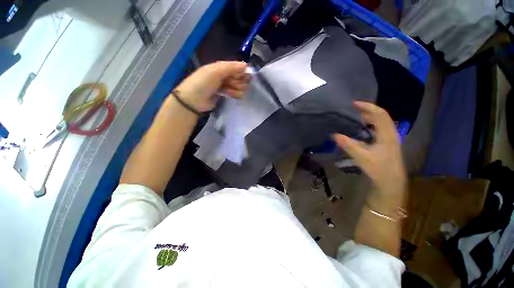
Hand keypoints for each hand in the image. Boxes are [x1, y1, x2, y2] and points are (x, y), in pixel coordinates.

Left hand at [174, 61, 250, 111]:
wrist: (193, 100)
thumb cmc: (203, 83)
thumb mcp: (215, 72)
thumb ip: (231, 68)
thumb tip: (246, 65)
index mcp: (220, 67)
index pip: (237, 67)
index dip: (242, 71)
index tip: (246, 77)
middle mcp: (224, 75)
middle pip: (239, 77)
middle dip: (239, 81)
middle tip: (233, 84)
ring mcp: (224, 85)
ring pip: (238, 86)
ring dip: (236, 89)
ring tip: (228, 91)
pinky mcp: (225, 95)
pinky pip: (235, 93)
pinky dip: (234, 94)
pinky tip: (229, 95)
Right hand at [333, 101, 406, 208]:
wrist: (390, 183)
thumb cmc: (379, 169)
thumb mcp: (362, 157)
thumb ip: (349, 145)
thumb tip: (335, 134)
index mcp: (387, 135)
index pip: (379, 114)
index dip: (367, 107)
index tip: (354, 104)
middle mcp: (390, 134)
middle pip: (380, 117)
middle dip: (366, 111)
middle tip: (352, 110)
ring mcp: (388, 139)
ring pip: (379, 123)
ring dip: (368, 118)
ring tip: (355, 117)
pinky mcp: (385, 144)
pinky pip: (377, 129)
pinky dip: (368, 125)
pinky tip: (360, 129)